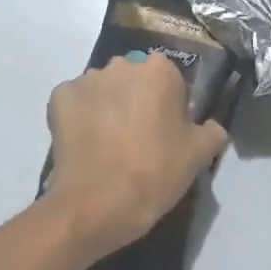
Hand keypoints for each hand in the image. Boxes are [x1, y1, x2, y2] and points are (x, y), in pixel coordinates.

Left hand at [41, 52, 229, 256]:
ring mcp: (87, 79)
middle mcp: (122, 65)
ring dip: (108, 107)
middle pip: (135, 80)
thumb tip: (209, 125)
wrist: (96, 205)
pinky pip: (75, 102)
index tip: (168, 133)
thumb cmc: (155, 173)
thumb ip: (212, 131)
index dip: (171, 106)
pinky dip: (79, 117)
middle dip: (137, 100)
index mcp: (160, 70)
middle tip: (139, 138)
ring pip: (104, 90)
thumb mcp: (199, 155)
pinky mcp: (59, 98)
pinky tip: (85, 144)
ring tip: (108, 145)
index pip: (171, 81)